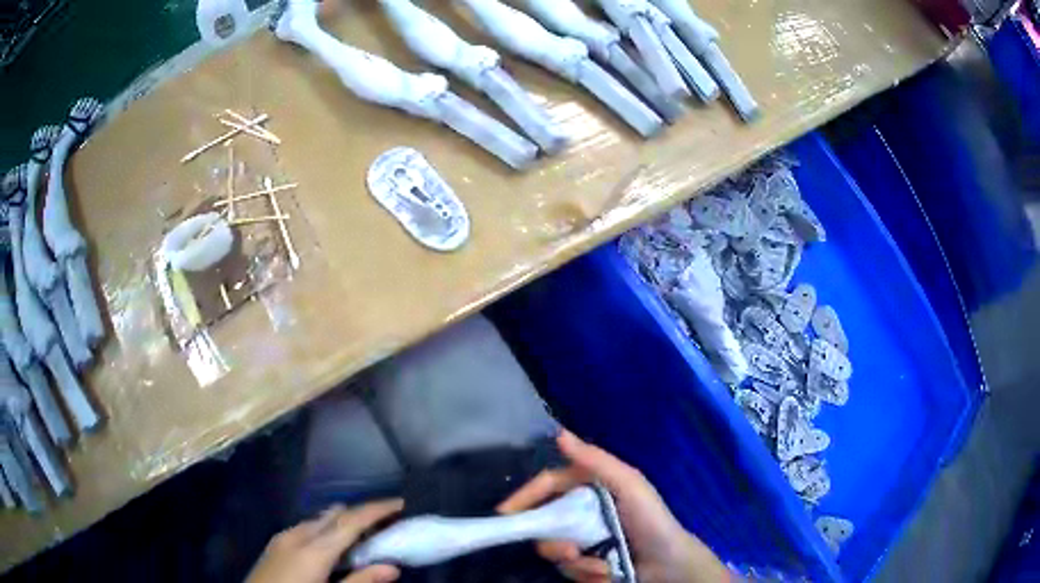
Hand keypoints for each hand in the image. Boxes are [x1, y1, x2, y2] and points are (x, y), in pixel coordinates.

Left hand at [247, 499, 403, 582]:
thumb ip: (360, 582)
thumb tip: (393, 567)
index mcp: (313, 549)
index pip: (351, 521)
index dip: (377, 509)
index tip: (401, 503)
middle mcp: (297, 535)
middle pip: (334, 516)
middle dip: (362, 515)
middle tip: (388, 523)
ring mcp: (282, 538)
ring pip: (318, 521)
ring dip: (343, 523)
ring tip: (364, 535)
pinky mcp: (275, 545)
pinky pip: (306, 529)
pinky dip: (325, 531)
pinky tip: (331, 546)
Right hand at [498, 431, 729, 582]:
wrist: (669, 564)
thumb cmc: (651, 519)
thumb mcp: (628, 484)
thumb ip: (595, 461)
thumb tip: (559, 434)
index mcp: (590, 488)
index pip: (548, 486)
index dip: (525, 496)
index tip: (505, 513)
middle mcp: (581, 513)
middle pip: (545, 523)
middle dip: (553, 542)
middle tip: (570, 551)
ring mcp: (582, 540)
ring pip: (554, 551)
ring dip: (575, 563)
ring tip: (602, 566)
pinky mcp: (586, 563)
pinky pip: (570, 570)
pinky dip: (587, 573)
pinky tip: (608, 573)